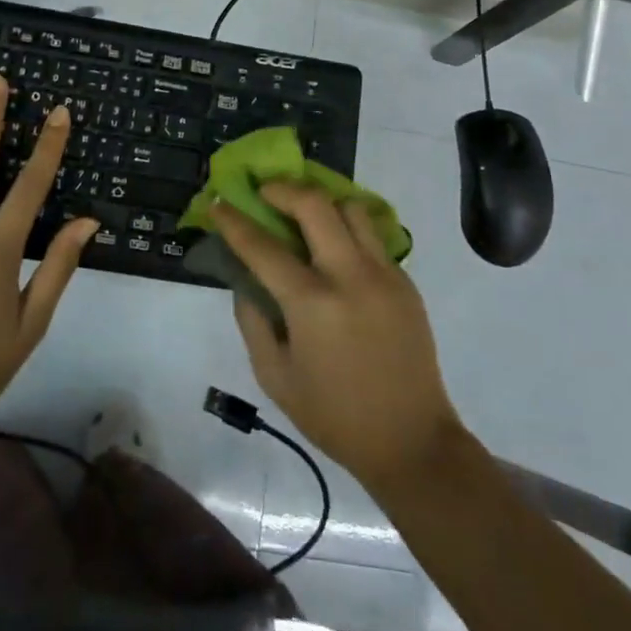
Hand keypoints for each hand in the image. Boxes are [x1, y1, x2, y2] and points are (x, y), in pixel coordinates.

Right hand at [210, 183, 464, 494]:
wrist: (412, 441)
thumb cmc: (334, 416)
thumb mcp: (275, 377)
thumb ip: (253, 321)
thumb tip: (244, 279)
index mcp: (312, 304)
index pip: (263, 247)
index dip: (234, 222)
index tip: (218, 204)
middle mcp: (350, 276)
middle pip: (315, 204)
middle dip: (282, 189)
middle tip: (265, 193)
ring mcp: (384, 273)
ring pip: (351, 207)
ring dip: (322, 202)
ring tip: (304, 214)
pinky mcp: (405, 280)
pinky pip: (372, 235)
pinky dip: (347, 228)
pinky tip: (335, 248)